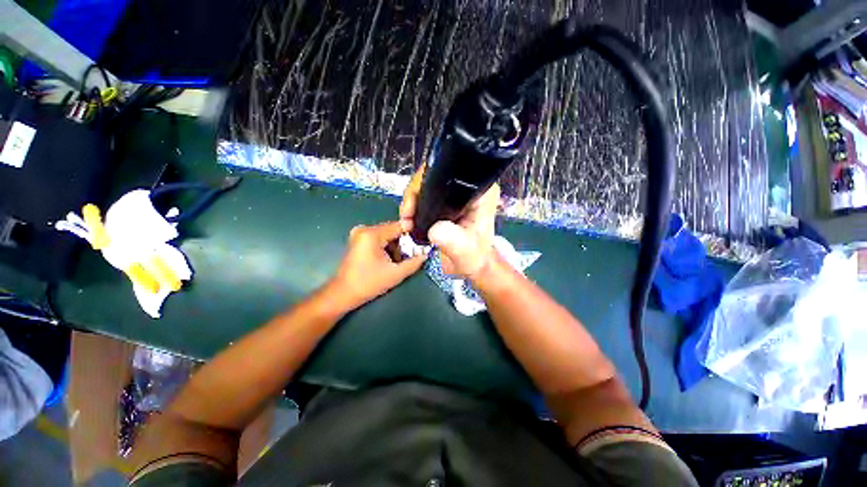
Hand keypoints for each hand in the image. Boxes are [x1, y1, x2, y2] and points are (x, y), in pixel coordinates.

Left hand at [329, 221, 426, 310]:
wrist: (343, 294)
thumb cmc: (368, 283)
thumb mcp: (395, 274)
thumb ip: (414, 263)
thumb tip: (426, 254)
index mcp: (372, 234)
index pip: (398, 226)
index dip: (412, 233)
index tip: (422, 242)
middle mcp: (364, 229)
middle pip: (392, 230)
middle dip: (403, 242)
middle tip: (411, 255)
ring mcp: (359, 234)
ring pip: (386, 235)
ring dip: (395, 246)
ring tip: (398, 261)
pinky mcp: (358, 240)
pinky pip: (379, 239)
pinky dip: (386, 247)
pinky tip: (388, 259)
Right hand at [399, 165, 499, 279]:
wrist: (470, 264)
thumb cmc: (473, 257)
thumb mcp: (464, 250)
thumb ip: (451, 239)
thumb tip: (434, 229)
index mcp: (480, 192)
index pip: (450, 173)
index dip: (426, 183)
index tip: (413, 206)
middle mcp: (469, 187)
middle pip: (433, 176)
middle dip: (414, 195)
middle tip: (406, 217)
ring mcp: (457, 193)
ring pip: (426, 185)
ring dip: (411, 201)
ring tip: (407, 221)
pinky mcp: (448, 200)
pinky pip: (426, 195)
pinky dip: (414, 206)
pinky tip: (410, 219)